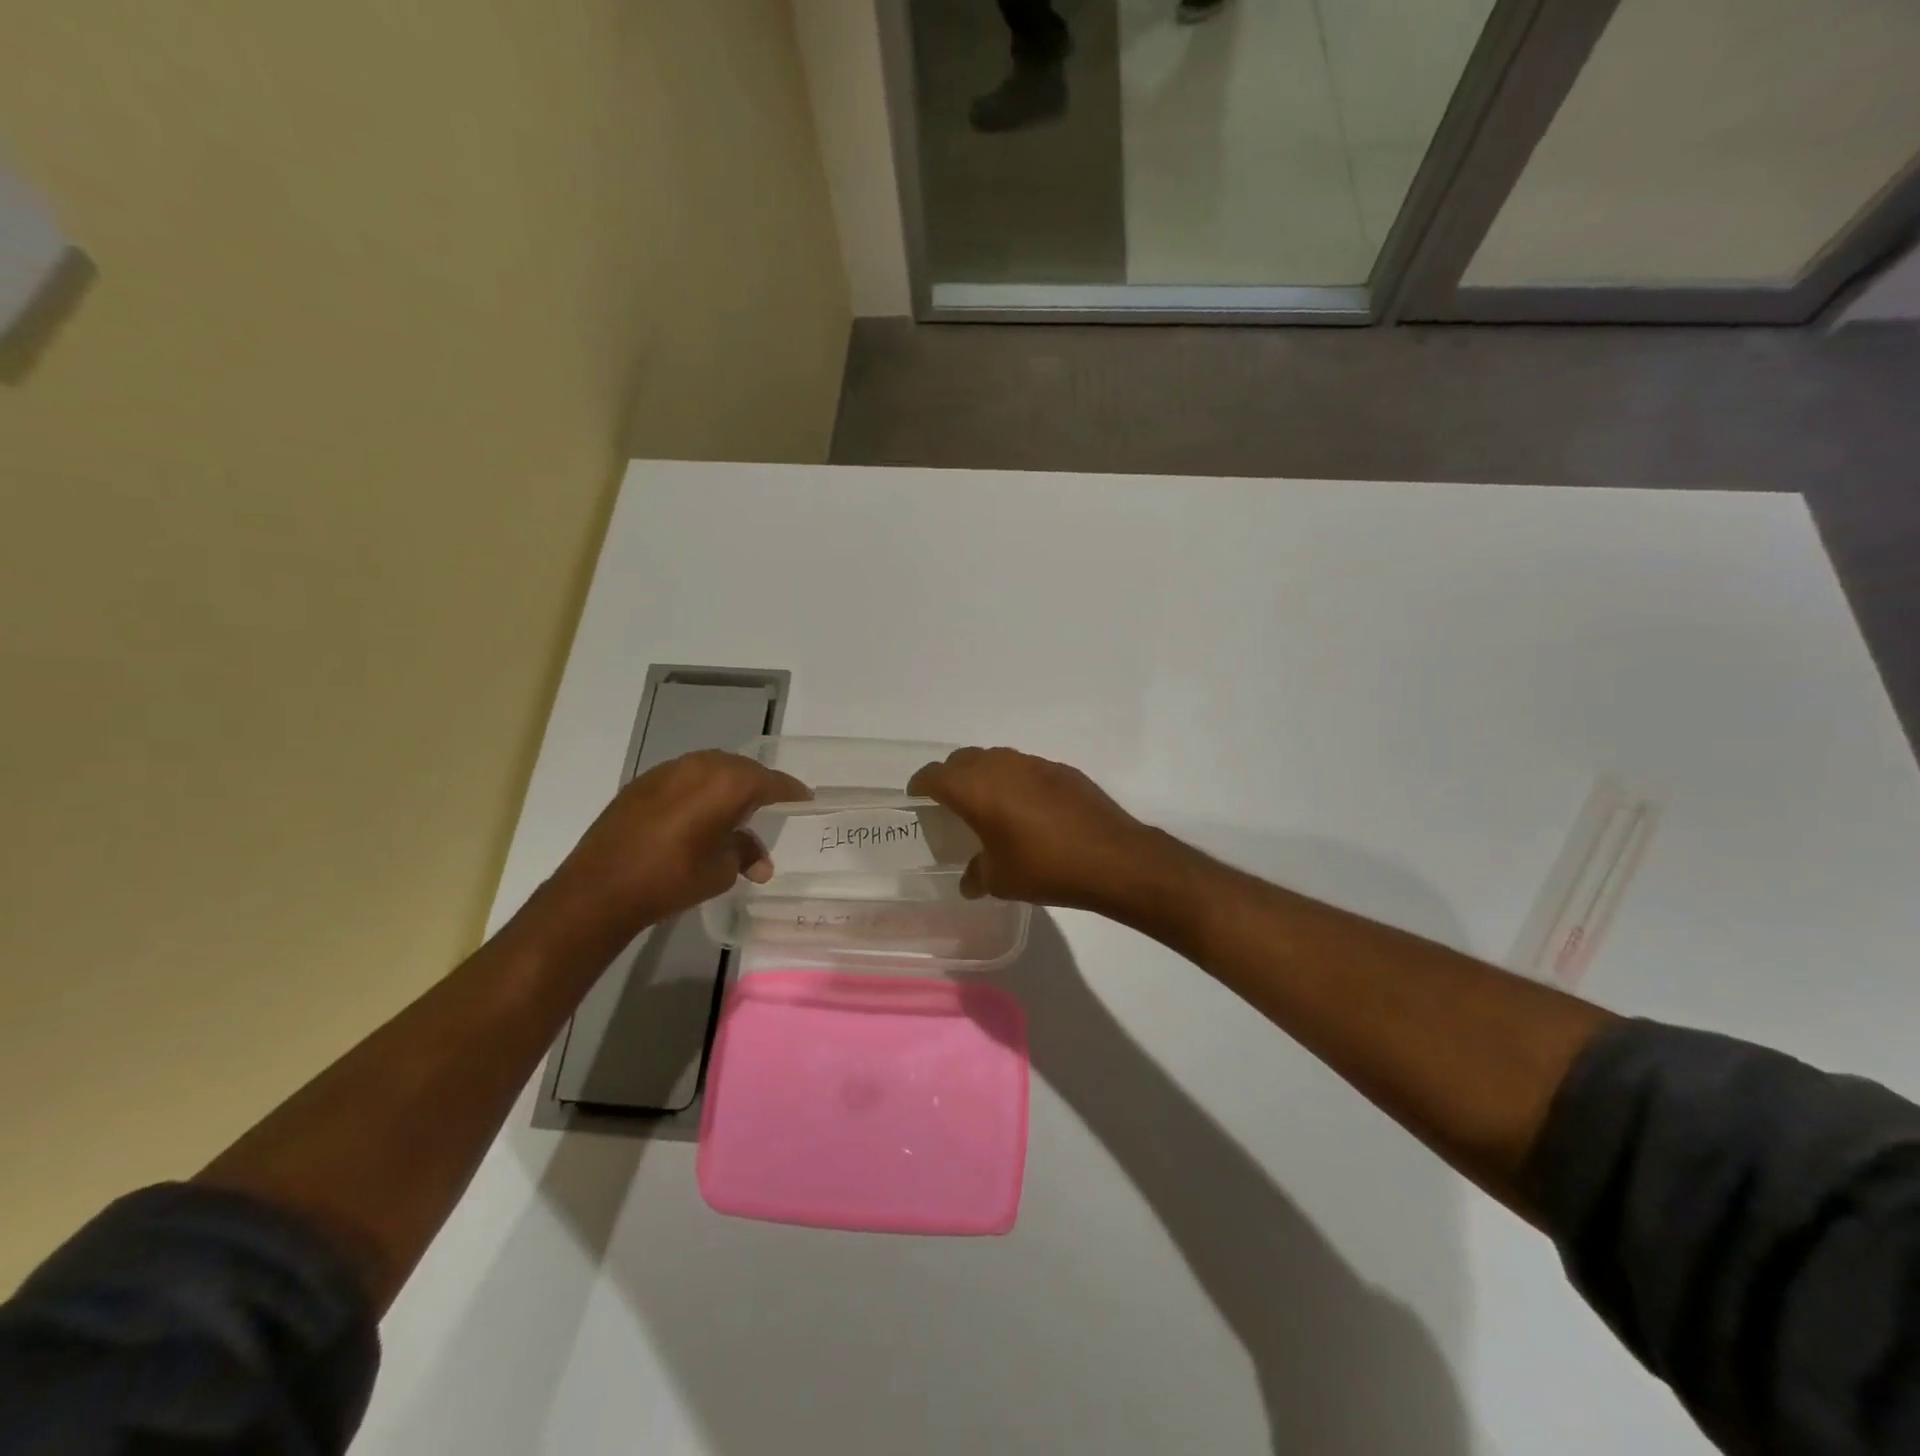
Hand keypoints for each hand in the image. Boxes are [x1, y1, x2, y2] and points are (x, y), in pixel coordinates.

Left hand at [542, 750, 809, 942]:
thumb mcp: (721, 871)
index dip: (790, 790)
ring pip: (710, 768)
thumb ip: (745, 854)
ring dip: (727, 784)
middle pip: (740, 768)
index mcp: (727, 784)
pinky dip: (700, 789)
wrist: (600, 888)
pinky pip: (684, 777)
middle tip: (772, 802)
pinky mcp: (642, 783)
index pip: (770, 782)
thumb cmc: (672, 879)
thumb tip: (759, 859)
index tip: (805, 798)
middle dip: (758, 784)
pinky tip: (699, 812)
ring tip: (736, 807)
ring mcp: (667, 771)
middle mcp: (700, 767)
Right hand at [907, 746, 1177, 914]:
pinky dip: (1016, 782)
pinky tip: (1028, 810)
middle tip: (950, 803)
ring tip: (988, 805)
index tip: (917, 799)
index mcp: (976, 788)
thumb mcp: (1001, 880)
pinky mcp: (1062, 770)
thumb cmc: (1045, 867)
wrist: (1112, 857)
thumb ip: (977, 875)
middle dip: (950, 776)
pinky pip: (1026, 768)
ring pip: (996, 759)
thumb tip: (969, 880)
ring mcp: (1034, 763)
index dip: (920, 785)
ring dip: (984, 776)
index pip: (934, 775)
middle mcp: (1001, 766)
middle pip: (962, 759)